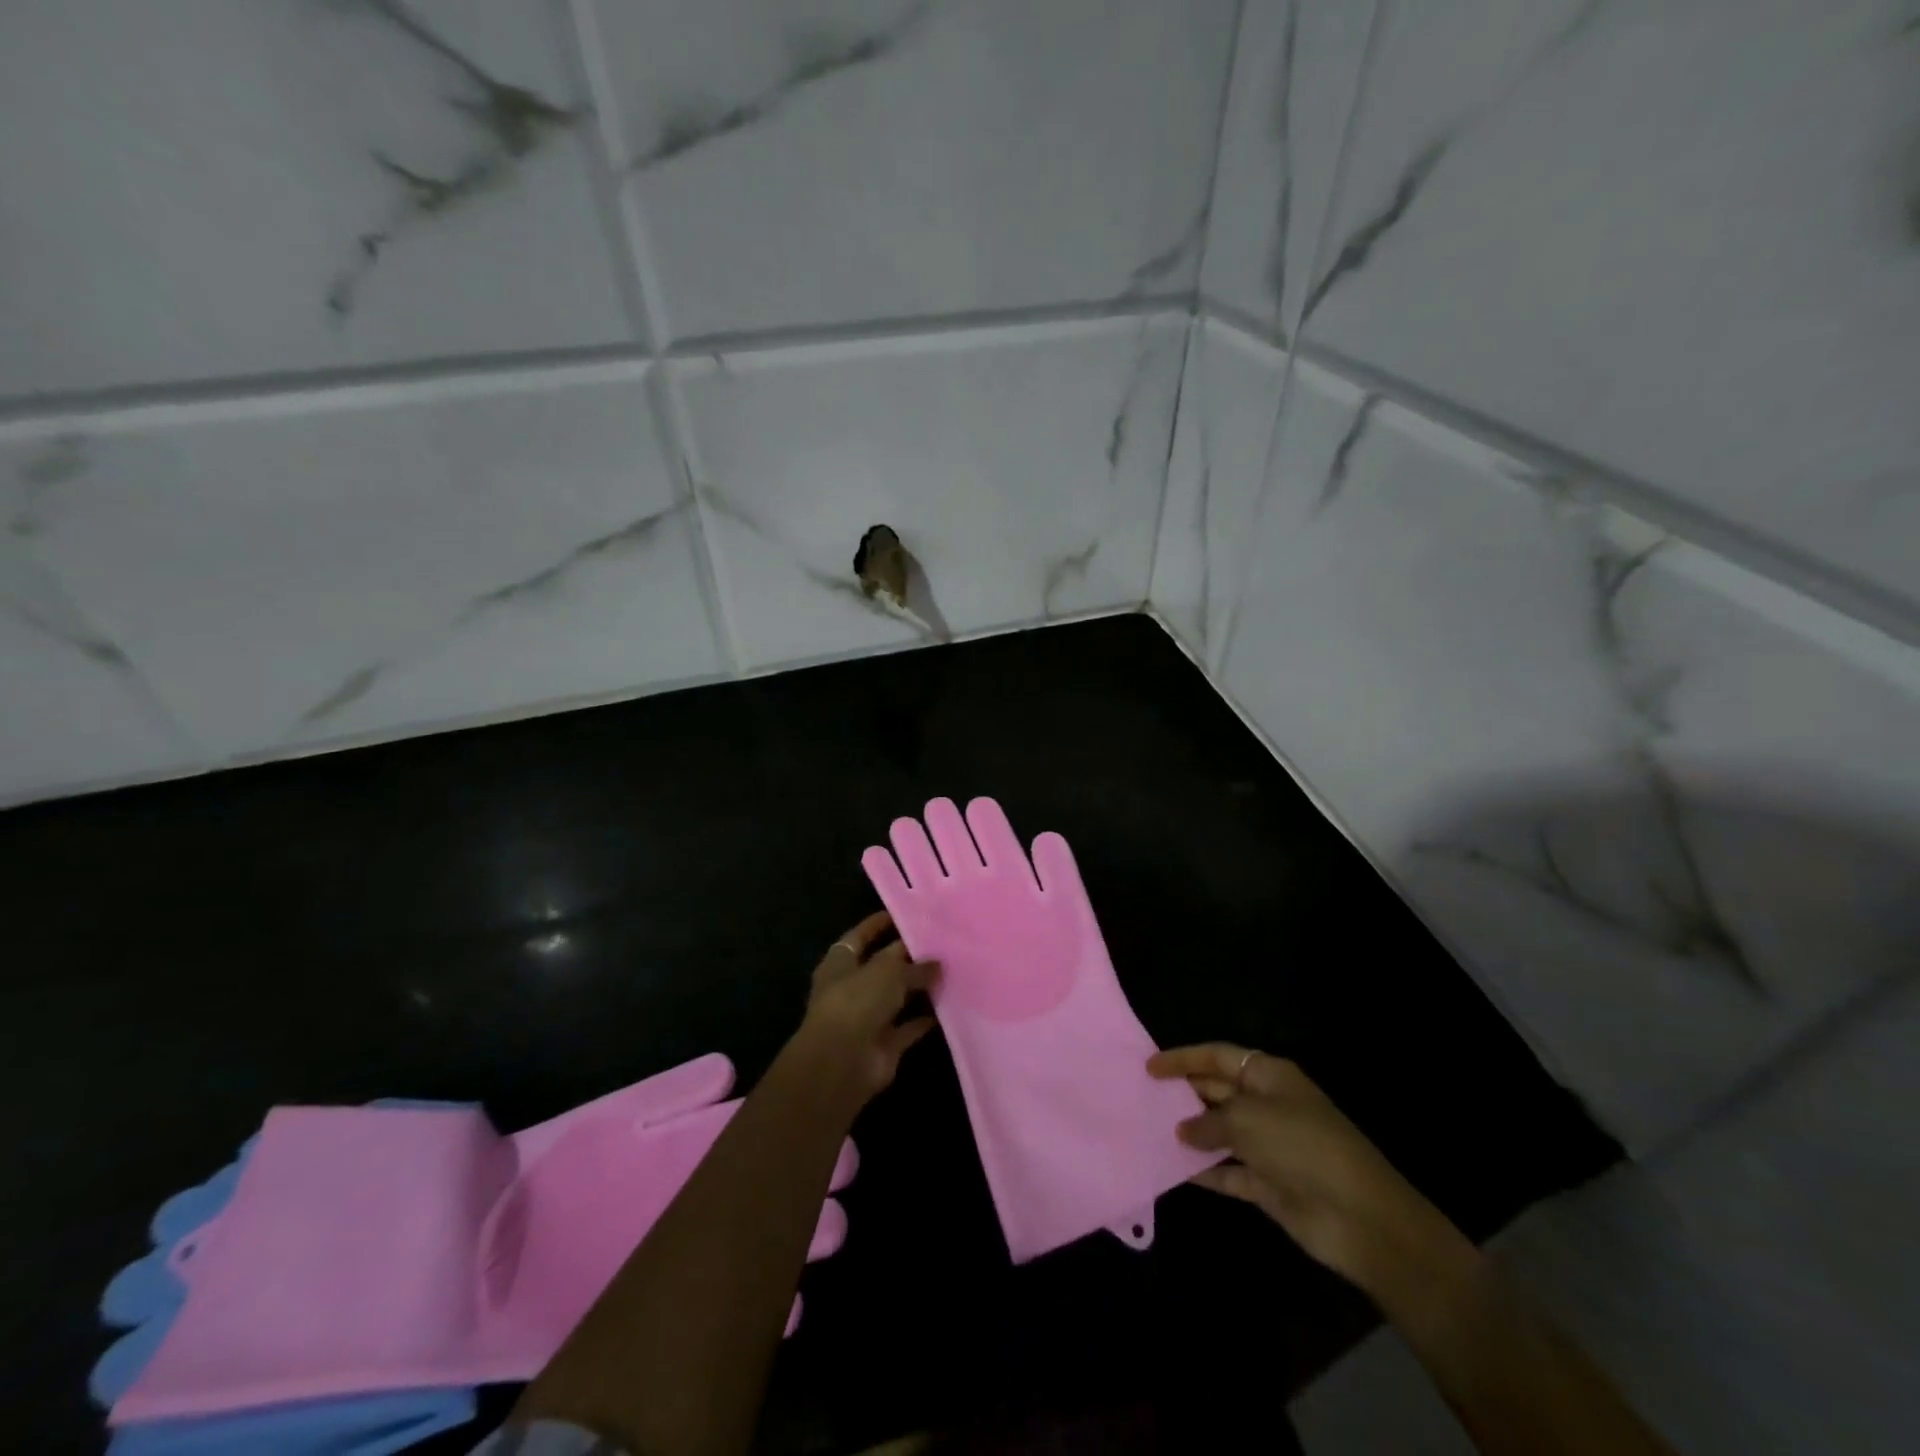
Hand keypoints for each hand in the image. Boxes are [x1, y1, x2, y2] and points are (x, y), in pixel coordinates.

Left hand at [794, 912, 940, 1106]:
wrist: (842, 1063)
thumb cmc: (857, 1002)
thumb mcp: (888, 971)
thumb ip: (913, 965)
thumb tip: (935, 963)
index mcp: (840, 963)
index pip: (860, 936)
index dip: (879, 925)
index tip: (906, 914)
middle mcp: (852, 988)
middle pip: (882, 968)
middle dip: (907, 958)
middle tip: (940, 944)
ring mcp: (867, 1018)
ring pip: (897, 998)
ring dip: (919, 989)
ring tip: (950, 971)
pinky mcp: (883, 1045)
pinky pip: (908, 1028)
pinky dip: (925, 1020)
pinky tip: (949, 1007)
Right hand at [1148, 1044, 1477, 1303]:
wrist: (1361, 1218)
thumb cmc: (1302, 1147)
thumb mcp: (1248, 1121)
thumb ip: (1208, 1122)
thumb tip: (1183, 1130)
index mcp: (1269, 1076)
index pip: (1217, 1057)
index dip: (1183, 1059)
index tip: (1148, 1067)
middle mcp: (1267, 1105)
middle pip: (1216, 1091)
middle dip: (1183, 1094)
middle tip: (1141, 1099)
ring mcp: (1268, 1146)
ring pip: (1219, 1132)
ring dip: (1189, 1134)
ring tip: (1148, 1132)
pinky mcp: (1268, 1184)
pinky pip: (1228, 1171)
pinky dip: (1205, 1171)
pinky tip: (1173, 1170)